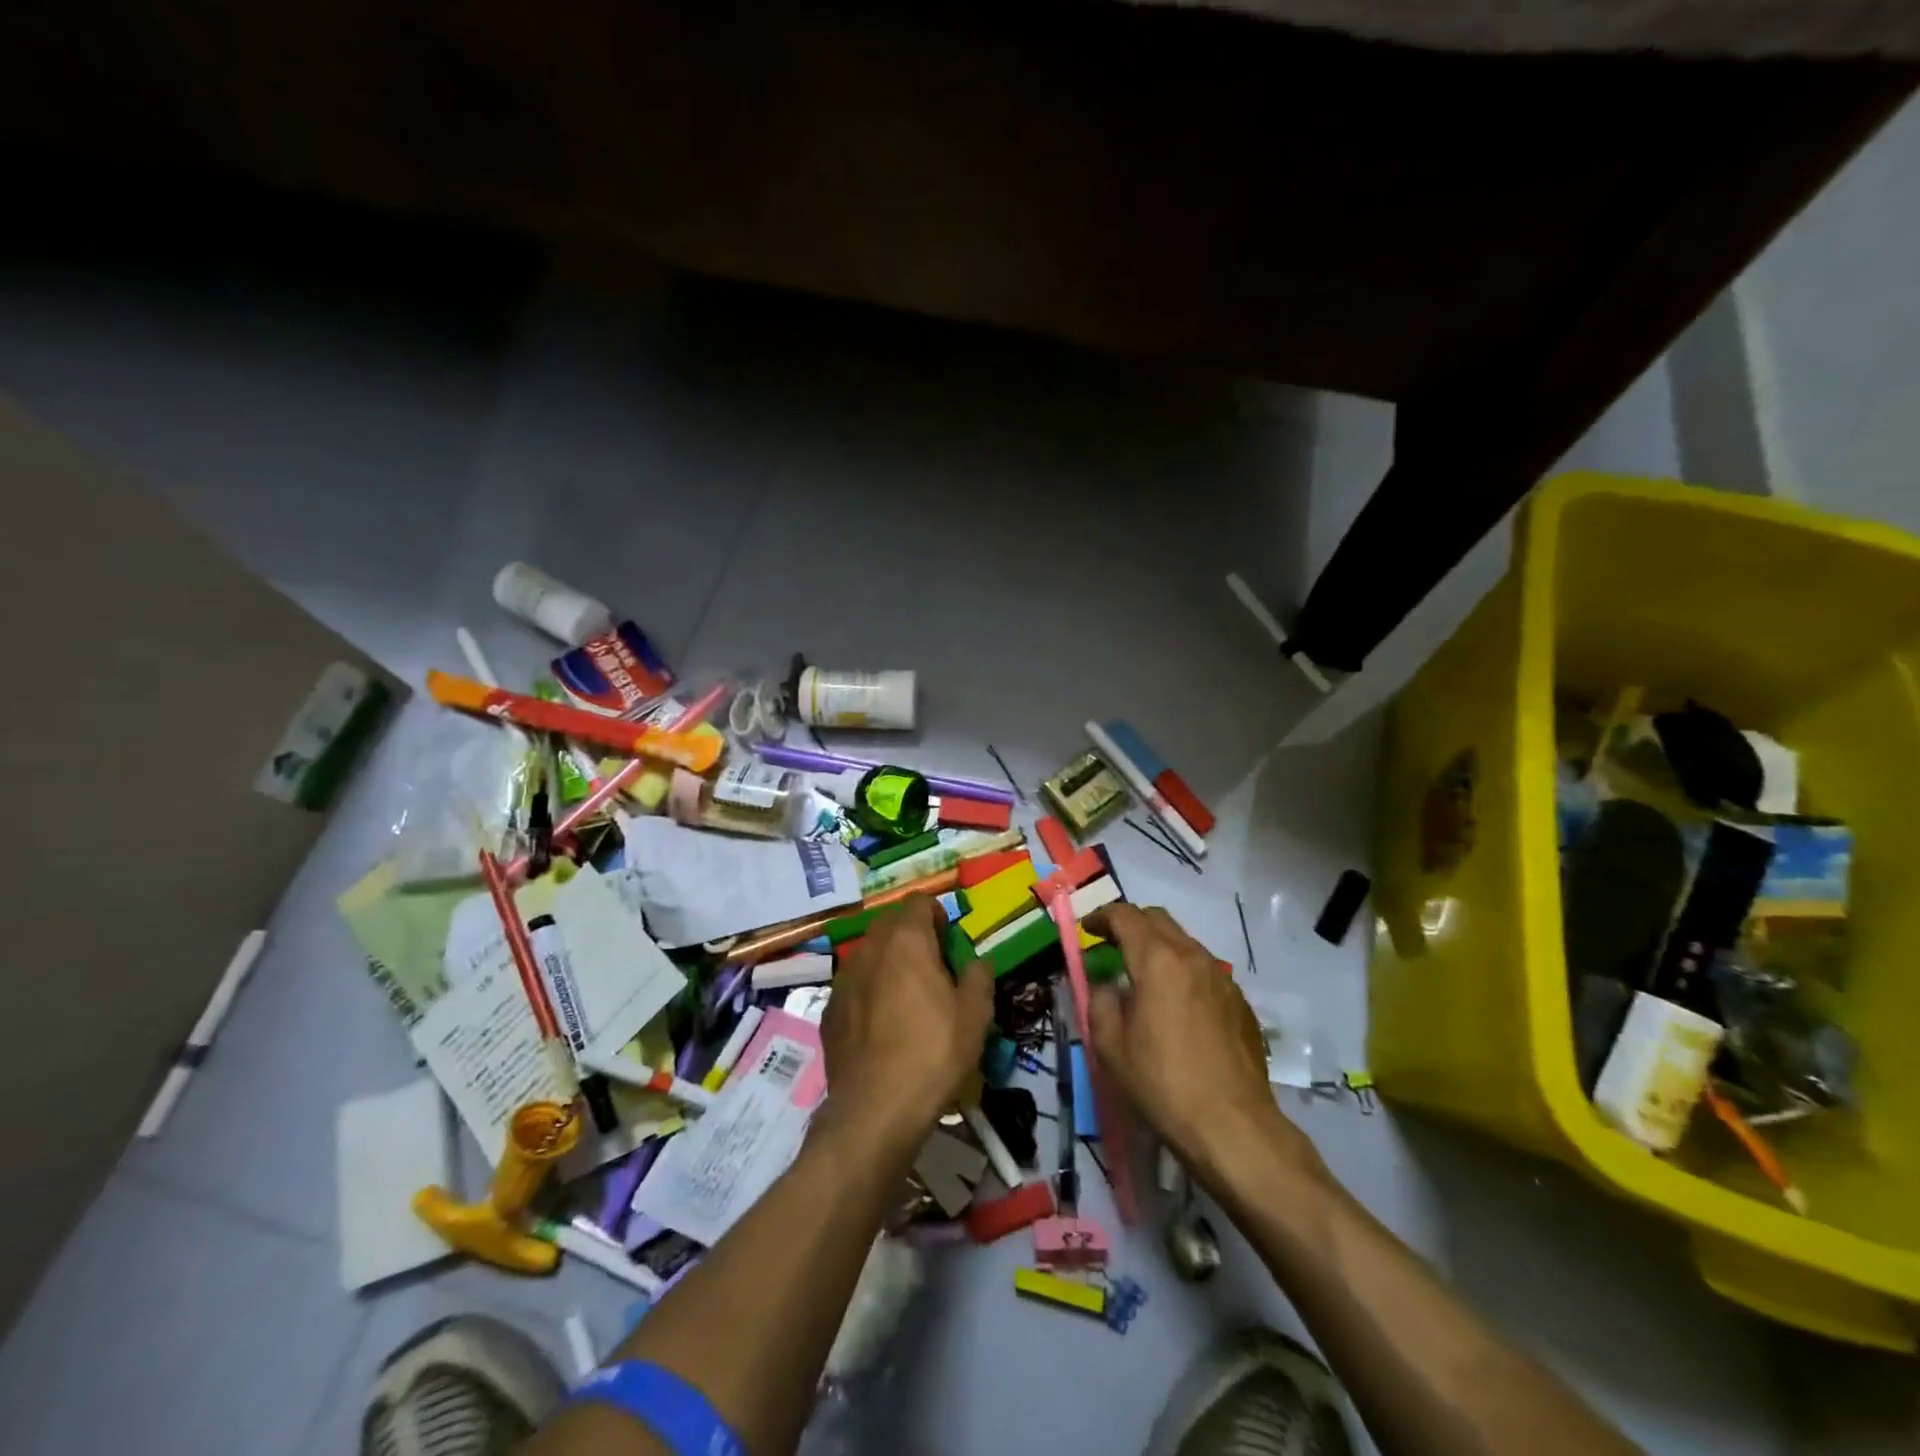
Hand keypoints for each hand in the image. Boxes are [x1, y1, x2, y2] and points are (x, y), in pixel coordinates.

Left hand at [819, 895, 993, 1152]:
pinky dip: (869, 991)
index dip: (938, 915)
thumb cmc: (933, 1053)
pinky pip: (854, 985)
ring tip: (907, 999)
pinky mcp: (829, 1009)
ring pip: (869, 954)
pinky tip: (882, 1026)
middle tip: (933, 970)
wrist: (876, 1109)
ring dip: (889, 963)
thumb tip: (975, 962)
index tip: (950, 945)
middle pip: (891, 923)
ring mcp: (843, 978)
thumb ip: (978, 976)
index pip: (919, 901)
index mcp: (905, 940)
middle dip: (912, 936)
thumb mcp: (975, 1014)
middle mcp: (869, 948)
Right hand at [1083, 904, 1314, 1179]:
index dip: (1102, 916)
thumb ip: (1100, 1001)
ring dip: (1159, 948)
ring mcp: (1222, 978)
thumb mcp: (1110, 1045)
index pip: (1126, 916)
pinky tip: (1177, 1007)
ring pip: (1185, 943)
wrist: (1234, 1127)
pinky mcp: (1240, 1003)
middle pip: (1158, 919)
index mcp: (1158, 960)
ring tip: (1144, 979)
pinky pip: (1205, 971)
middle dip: (1132, 925)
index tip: (1088, 929)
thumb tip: (1107, 985)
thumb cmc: (1163, 1083)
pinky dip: (1183, 972)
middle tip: (1112, 948)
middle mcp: (1193, 957)